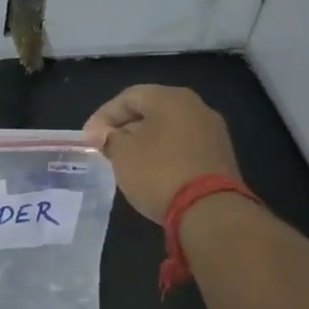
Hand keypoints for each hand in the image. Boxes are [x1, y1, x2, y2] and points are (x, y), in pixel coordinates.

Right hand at [83, 85, 241, 223]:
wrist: (210, 211)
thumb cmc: (159, 173)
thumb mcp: (122, 153)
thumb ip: (109, 138)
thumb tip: (105, 134)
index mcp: (172, 98)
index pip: (129, 97)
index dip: (103, 116)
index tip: (88, 138)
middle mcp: (197, 107)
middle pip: (151, 111)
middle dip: (124, 128)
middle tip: (105, 148)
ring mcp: (213, 132)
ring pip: (168, 130)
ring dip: (144, 142)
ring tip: (125, 162)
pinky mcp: (220, 157)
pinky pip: (183, 147)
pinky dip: (163, 155)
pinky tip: (151, 173)